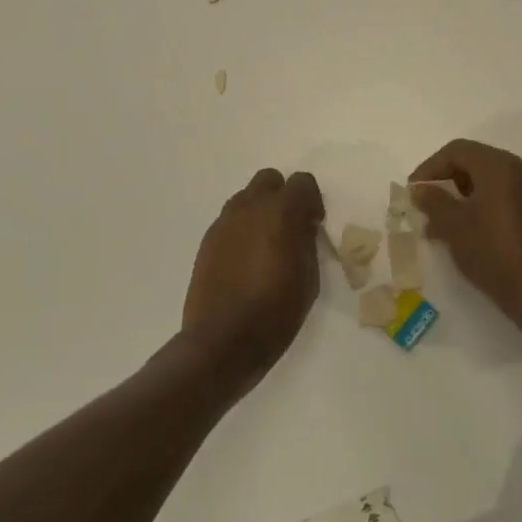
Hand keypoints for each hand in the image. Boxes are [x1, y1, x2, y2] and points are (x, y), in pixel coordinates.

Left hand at [183, 168, 324, 388]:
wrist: (222, 342)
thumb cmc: (275, 312)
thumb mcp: (309, 279)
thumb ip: (307, 242)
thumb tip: (303, 226)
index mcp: (281, 212)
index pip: (302, 182)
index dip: (312, 201)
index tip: (314, 225)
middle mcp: (250, 207)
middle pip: (269, 180)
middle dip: (283, 196)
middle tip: (290, 227)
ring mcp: (224, 222)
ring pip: (246, 197)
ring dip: (260, 211)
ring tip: (266, 244)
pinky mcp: (208, 240)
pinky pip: (230, 220)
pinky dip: (242, 229)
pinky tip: (246, 260)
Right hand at [409, 140, 521, 334]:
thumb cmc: (494, 253)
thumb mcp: (455, 226)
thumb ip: (433, 201)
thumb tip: (421, 190)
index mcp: (501, 165)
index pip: (457, 151)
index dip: (430, 168)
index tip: (414, 192)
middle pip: (476, 162)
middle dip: (448, 181)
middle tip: (427, 206)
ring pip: (493, 180)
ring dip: (466, 195)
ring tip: (444, 223)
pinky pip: (508, 196)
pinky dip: (486, 205)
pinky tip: (471, 231)